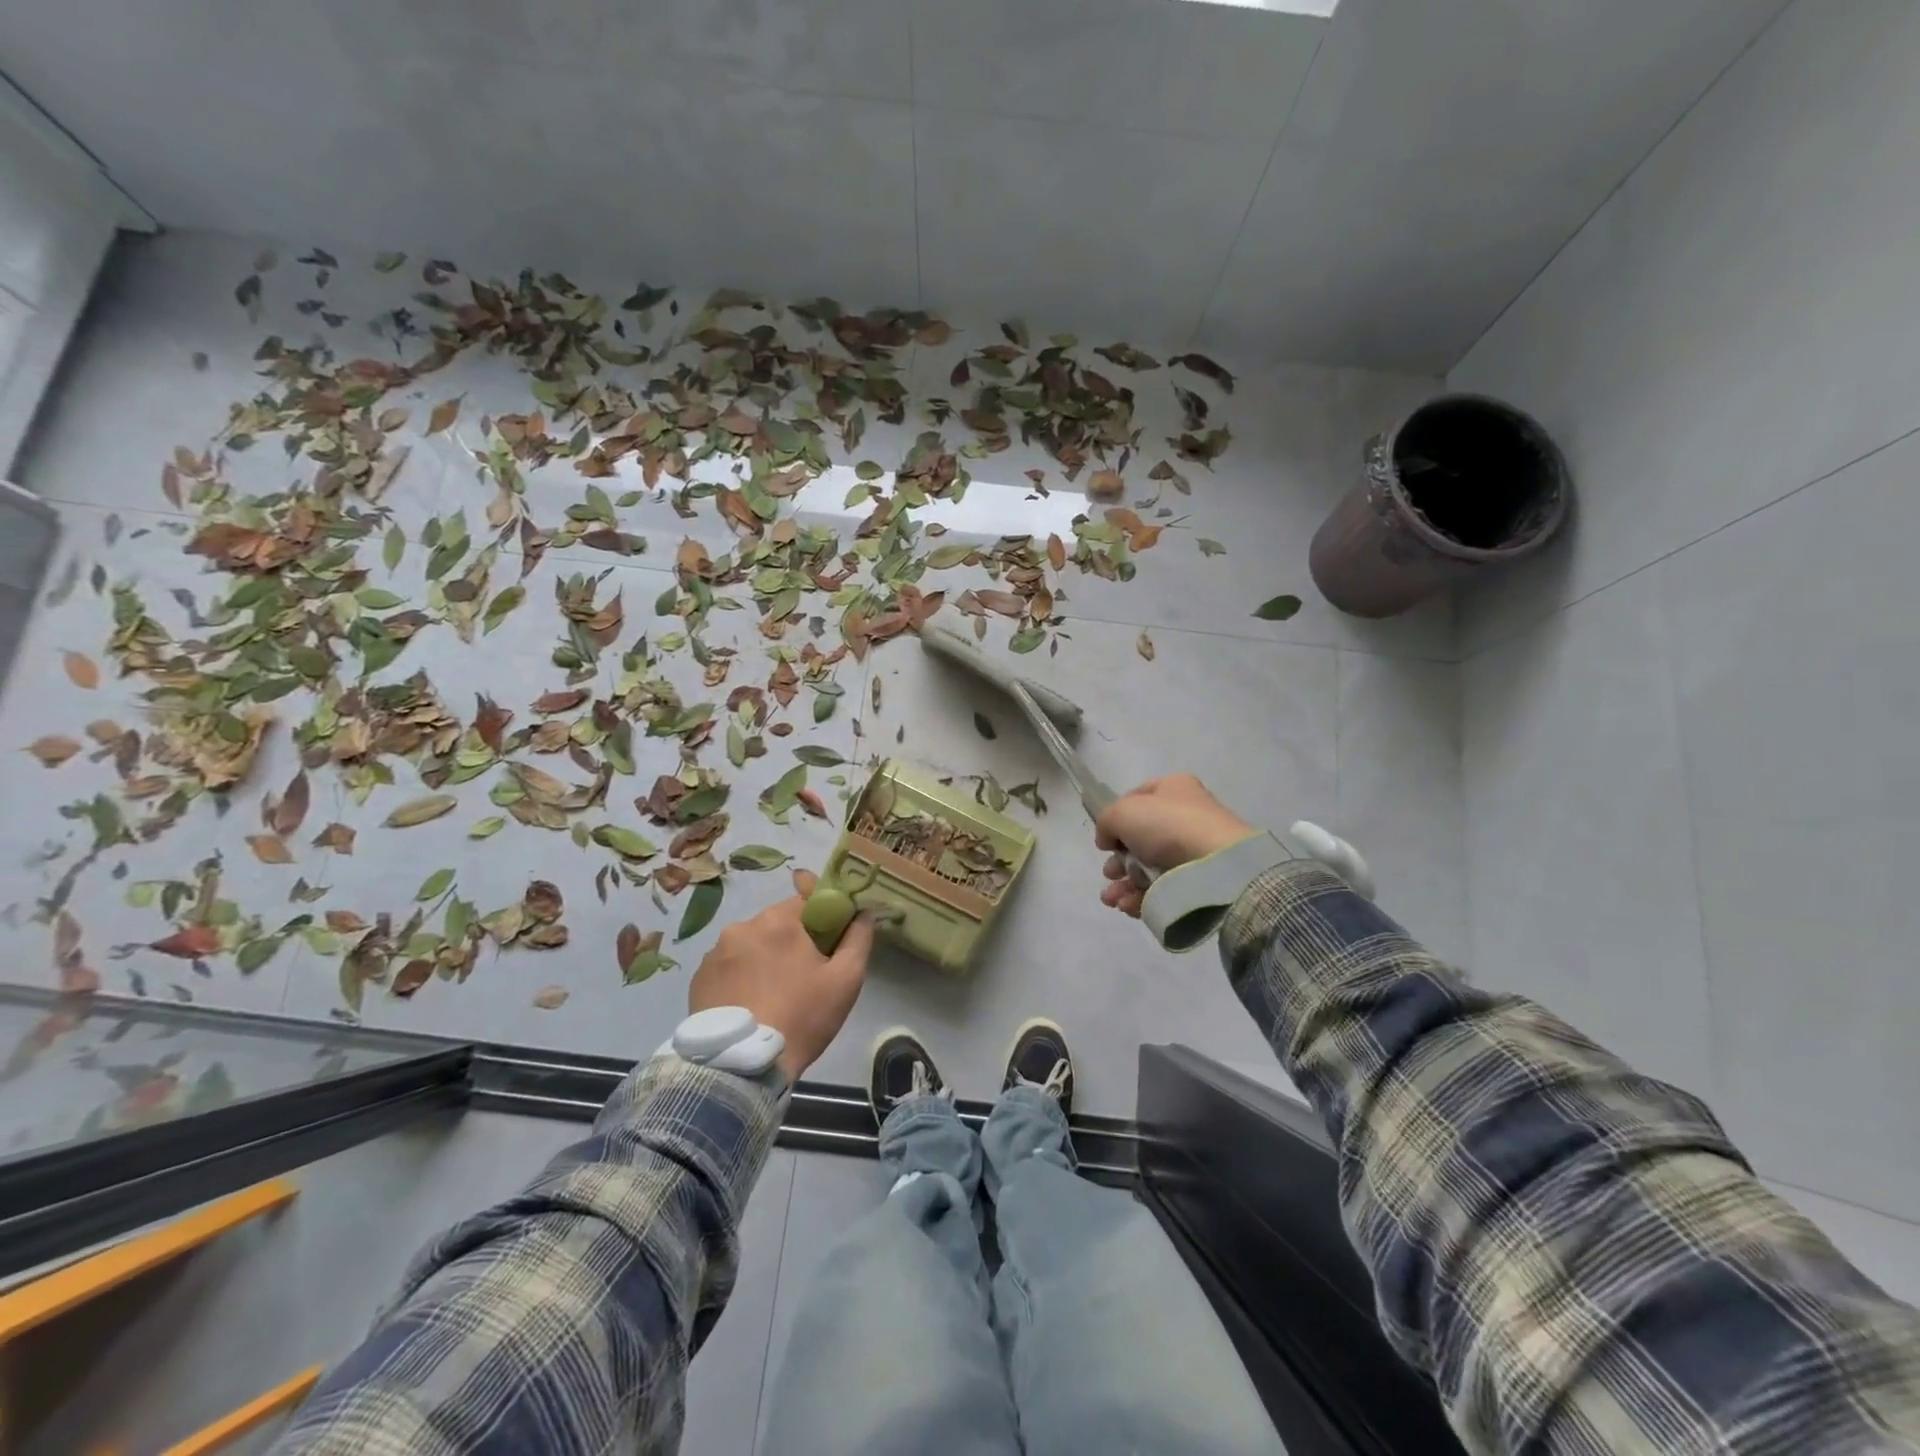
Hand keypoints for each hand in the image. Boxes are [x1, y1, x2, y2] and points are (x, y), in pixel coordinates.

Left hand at [687, 869, 873, 1082]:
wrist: (743, 1067)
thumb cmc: (802, 1017)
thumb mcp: (846, 979)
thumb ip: (858, 937)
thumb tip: (863, 912)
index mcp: (778, 919)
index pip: (806, 902)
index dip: (820, 922)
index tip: (826, 948)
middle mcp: (741, 926)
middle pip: (776, 924)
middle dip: (790, 943)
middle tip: (802, 978)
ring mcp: (714, 953)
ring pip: (750, 945)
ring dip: (762, 960)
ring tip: (771, 996)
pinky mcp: (697, 978)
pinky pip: (727, 967)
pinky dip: (739, 978)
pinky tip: (748, 1005)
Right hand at [1095, 775, 1254, 917]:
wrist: (1215, 865)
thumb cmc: (1167, 826)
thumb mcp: (1123, 812)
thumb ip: (1106, 822)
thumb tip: (1107, 840)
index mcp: (1173, 789)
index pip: (1136, 799)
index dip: (1116, 818)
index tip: (1105, 838)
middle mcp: (1184, 816)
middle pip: (1139, 839)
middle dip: (1118, 861)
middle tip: (1110, 873)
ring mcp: (1192, 850)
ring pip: (1148, 868)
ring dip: (1124, 884)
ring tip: (1112, 899)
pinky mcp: (1197, 881)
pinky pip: (1162, 889)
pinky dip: (1141, 898)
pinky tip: (1128, 906)